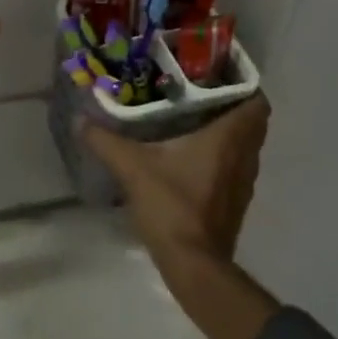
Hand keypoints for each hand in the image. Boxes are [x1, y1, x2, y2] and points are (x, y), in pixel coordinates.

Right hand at [83, 97, 279, 338]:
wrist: (194, 265)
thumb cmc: (172, 206)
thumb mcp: (132, 168)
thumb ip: (106, 141)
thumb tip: (80, 119)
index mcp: (228, 139)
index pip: (256, 101)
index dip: (243, 84)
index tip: (217, 73)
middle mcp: (244, 157)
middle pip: (251, 121)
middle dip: (230, 104)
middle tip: (198, 91)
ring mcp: (243, 182)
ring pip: (244, 145)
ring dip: (227, 131)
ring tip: (193, 117)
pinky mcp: (234, 202)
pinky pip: (235, 166)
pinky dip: (221, 155)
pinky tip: (190, 155)